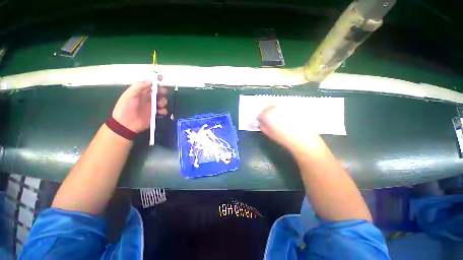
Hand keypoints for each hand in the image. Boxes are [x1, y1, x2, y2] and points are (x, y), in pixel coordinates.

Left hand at [112, 78, 167, 132]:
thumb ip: (139, 86)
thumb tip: (151, 80)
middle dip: (162, 92)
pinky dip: (163, 111)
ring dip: (163, 102)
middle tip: (161, 93)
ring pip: (162, 101)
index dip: (155, 81)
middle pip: (159, 93)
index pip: (150, 84)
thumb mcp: (130, 94)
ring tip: (158, 105)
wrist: (126, 124)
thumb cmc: (126, 107)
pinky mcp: (155, 114)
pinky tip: (159, 112)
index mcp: (141, 92)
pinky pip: (163, 111)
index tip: (161, 78)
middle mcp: (148, 98)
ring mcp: (152, 106)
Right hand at [258, 105, 322, 153]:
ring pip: (277, 106)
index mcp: (267, 114)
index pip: (260, 114)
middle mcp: (275, 107)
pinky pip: (285, 107)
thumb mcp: (268, 133)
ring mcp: (285, 105)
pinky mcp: (293, 106)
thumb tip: (261, 122)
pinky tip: (289, 118)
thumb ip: (262, 126)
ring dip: (276, 111)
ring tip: (282, 119)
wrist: (302, 138)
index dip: (262, 119)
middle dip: (268, 114)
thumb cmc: (283, 137)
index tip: (264, 123)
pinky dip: (285, 111)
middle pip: (268, 108)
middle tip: (273, 121)